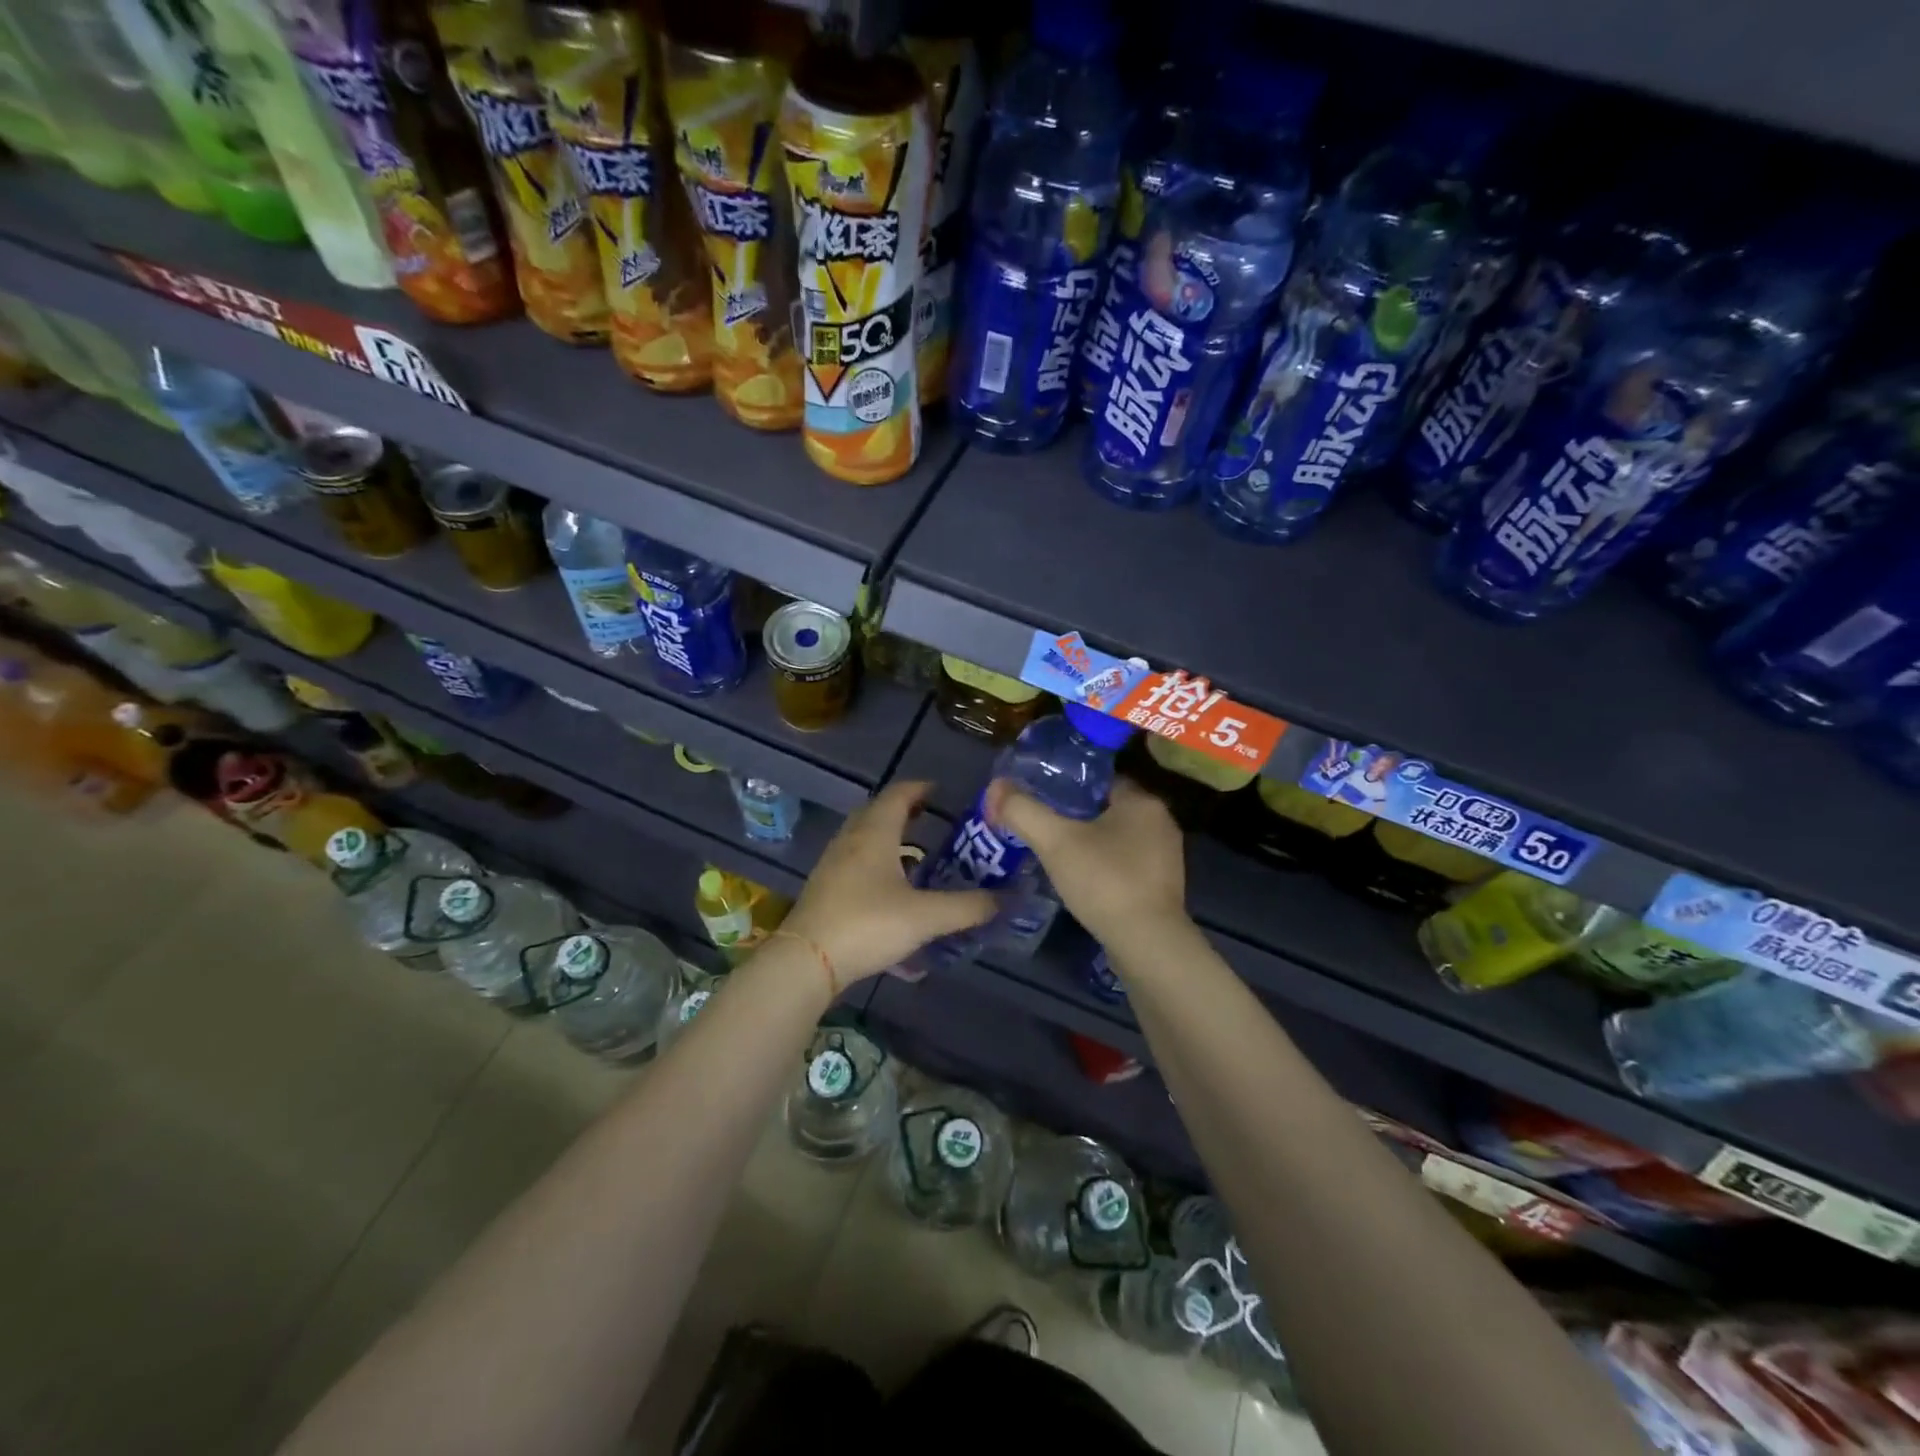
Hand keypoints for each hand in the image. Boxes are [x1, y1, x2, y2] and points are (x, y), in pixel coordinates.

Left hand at [782, 780, 994, 984]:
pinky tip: (889, 884)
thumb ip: (967, 907)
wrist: (807, 960)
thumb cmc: (868, 925)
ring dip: (888, 835)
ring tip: (915, 851)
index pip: (898, 794)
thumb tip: (1005, 898)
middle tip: (931, 818)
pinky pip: (854, 858)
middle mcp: (851, 839)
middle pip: (877, 811)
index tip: (941, 792)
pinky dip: (875, 858)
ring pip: (863, 836)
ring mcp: (833, 863)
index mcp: (875, 833)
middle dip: (904, 809)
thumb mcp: (925, 917)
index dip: (920, 788)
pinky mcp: (825, 887)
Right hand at [984, 776, 1186, 944]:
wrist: (1146, 943)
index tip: (1042, 797)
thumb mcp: (1055, 841)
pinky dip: (1104, 866)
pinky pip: (1127, 863)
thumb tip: (995, 786)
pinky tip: (1082, 879)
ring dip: (1091, 842)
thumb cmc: (1104, 881)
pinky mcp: (1163, 886)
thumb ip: (1023, 811)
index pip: (1101, 780)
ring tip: (1057, 852)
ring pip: (1118, 837)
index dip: (1069, 786)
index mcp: (1142, 802)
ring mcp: (1166, 856)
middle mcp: (1161, 822)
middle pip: (1108, 808)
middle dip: (1077, 816)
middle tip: (1043, 826)